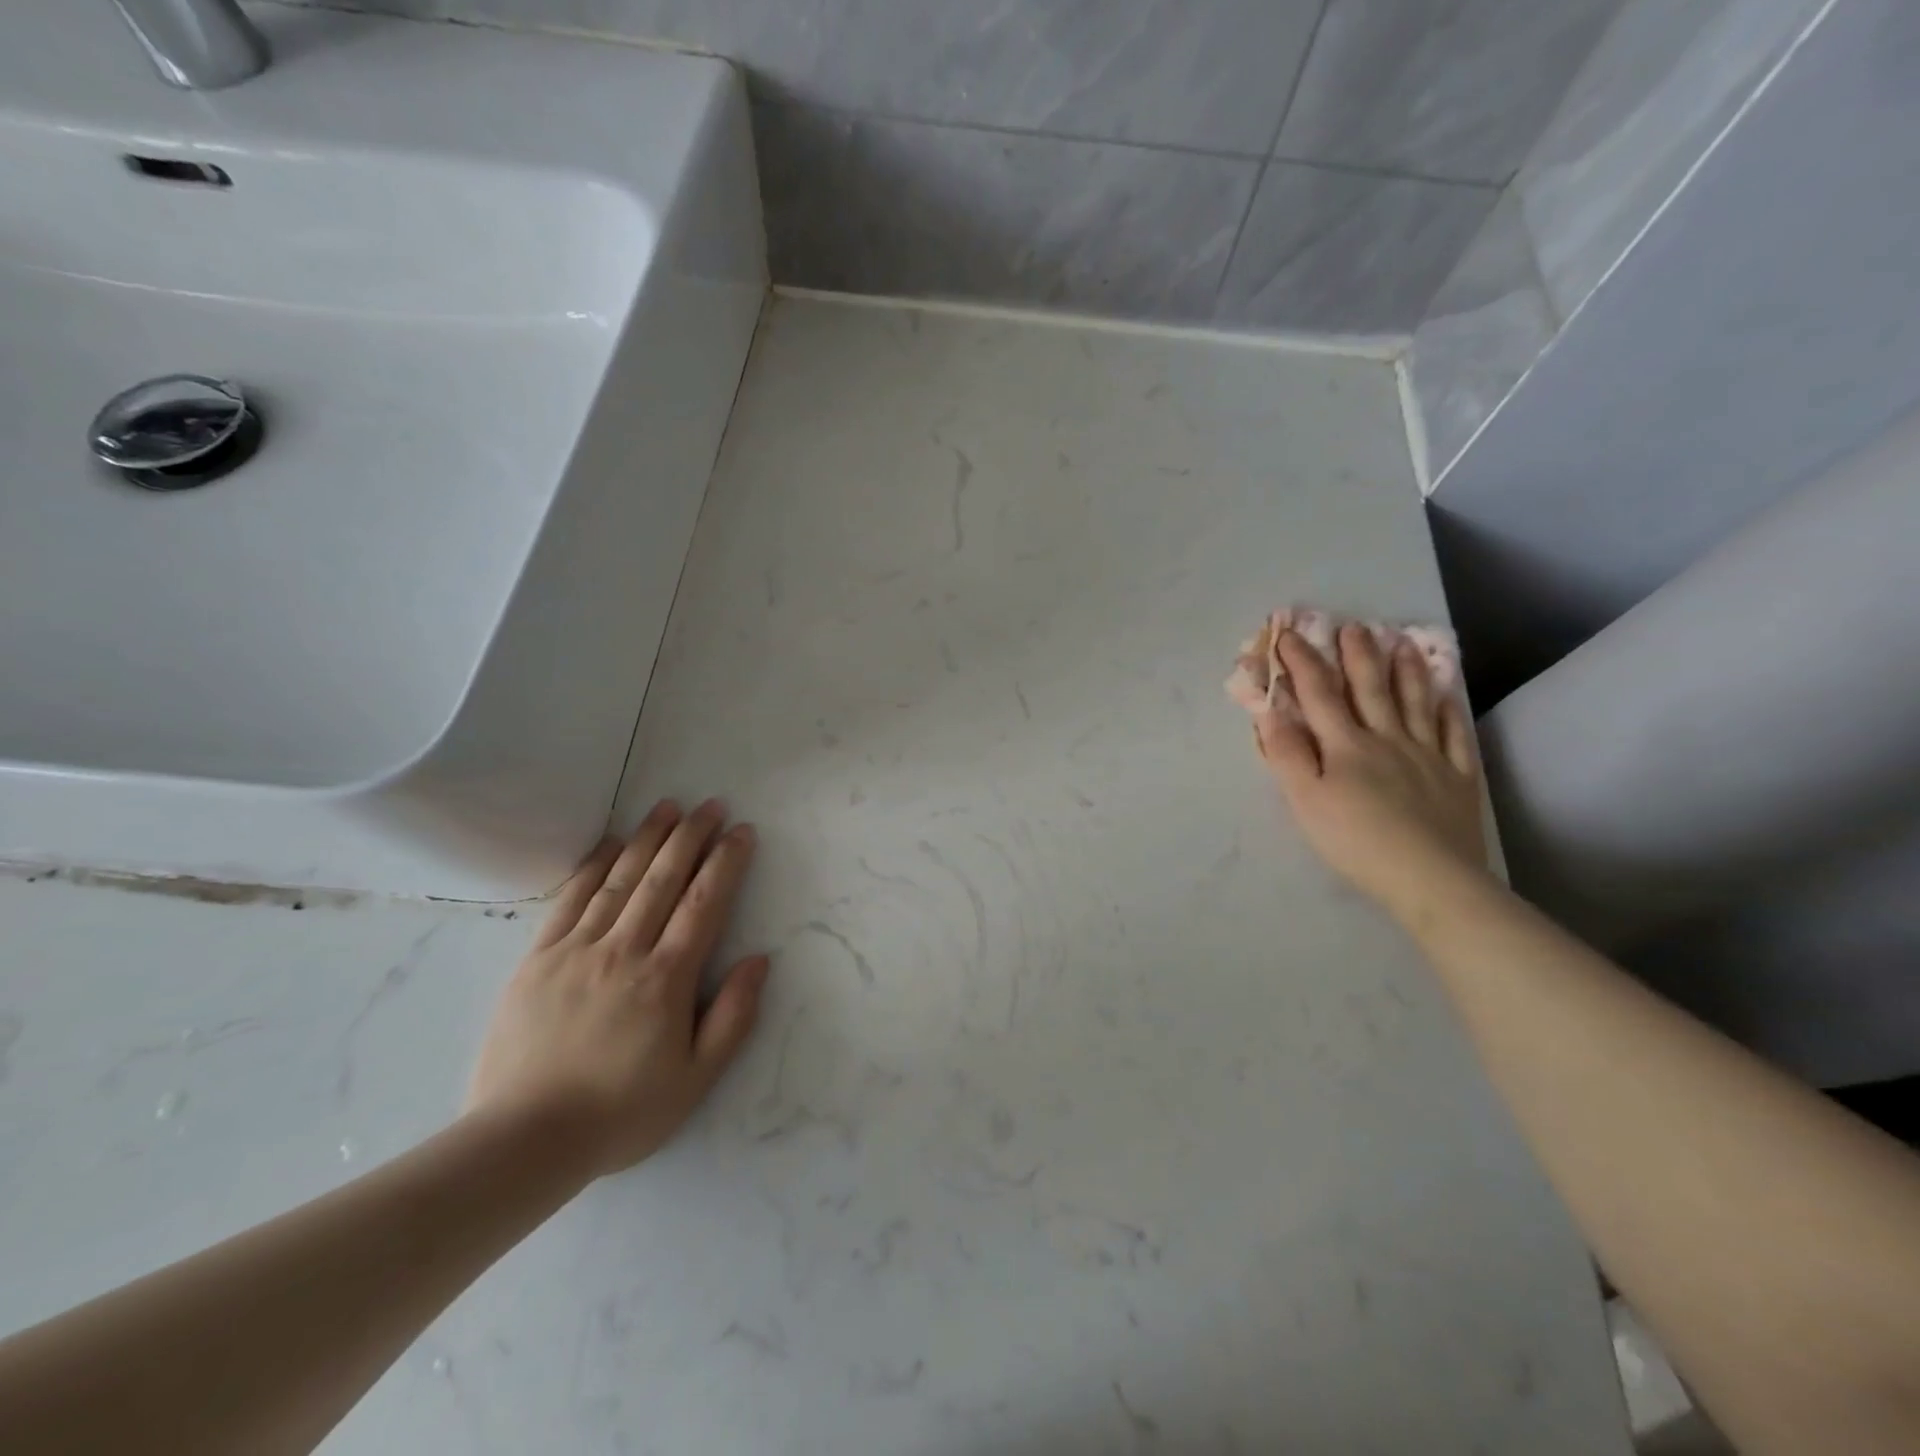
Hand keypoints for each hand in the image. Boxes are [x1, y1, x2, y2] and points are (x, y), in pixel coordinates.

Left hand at [465, 799, 769, 1176]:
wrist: (524, 1140)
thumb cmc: (622, 1111)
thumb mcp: (696, 1078)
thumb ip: (733, 1016)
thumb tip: (759, 959)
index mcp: (666, 978)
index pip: (704, 904)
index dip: (726, 862)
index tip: (742, 831)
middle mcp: (624, 951)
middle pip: (664, 880)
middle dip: (691, 836)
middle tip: (711, 804)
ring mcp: (577, 950)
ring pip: (620, 880)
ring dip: (647, 839)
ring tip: (668, 806)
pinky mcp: (538, 959)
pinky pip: (570, 900)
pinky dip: (593, 866)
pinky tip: (610, 844)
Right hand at [1257, 623, 1487, 910]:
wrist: (1429, 878)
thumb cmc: (1355, 841)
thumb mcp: (1305, 801)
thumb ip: (1287, 755)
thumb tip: (1270, 712)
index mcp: (1345, 745)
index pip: (1319, 694)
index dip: (1302, 662)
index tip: (1288, 634)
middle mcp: (1387, 739)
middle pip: (1370, 689)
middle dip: (1358, 656)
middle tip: (1355, 627)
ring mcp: (1427, 756)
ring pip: (1416, 704)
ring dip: (1407, 672)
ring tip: (1404, 644)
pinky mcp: (1457, 778)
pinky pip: (1455, 736)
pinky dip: (1450, 712)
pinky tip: (1448, 697)